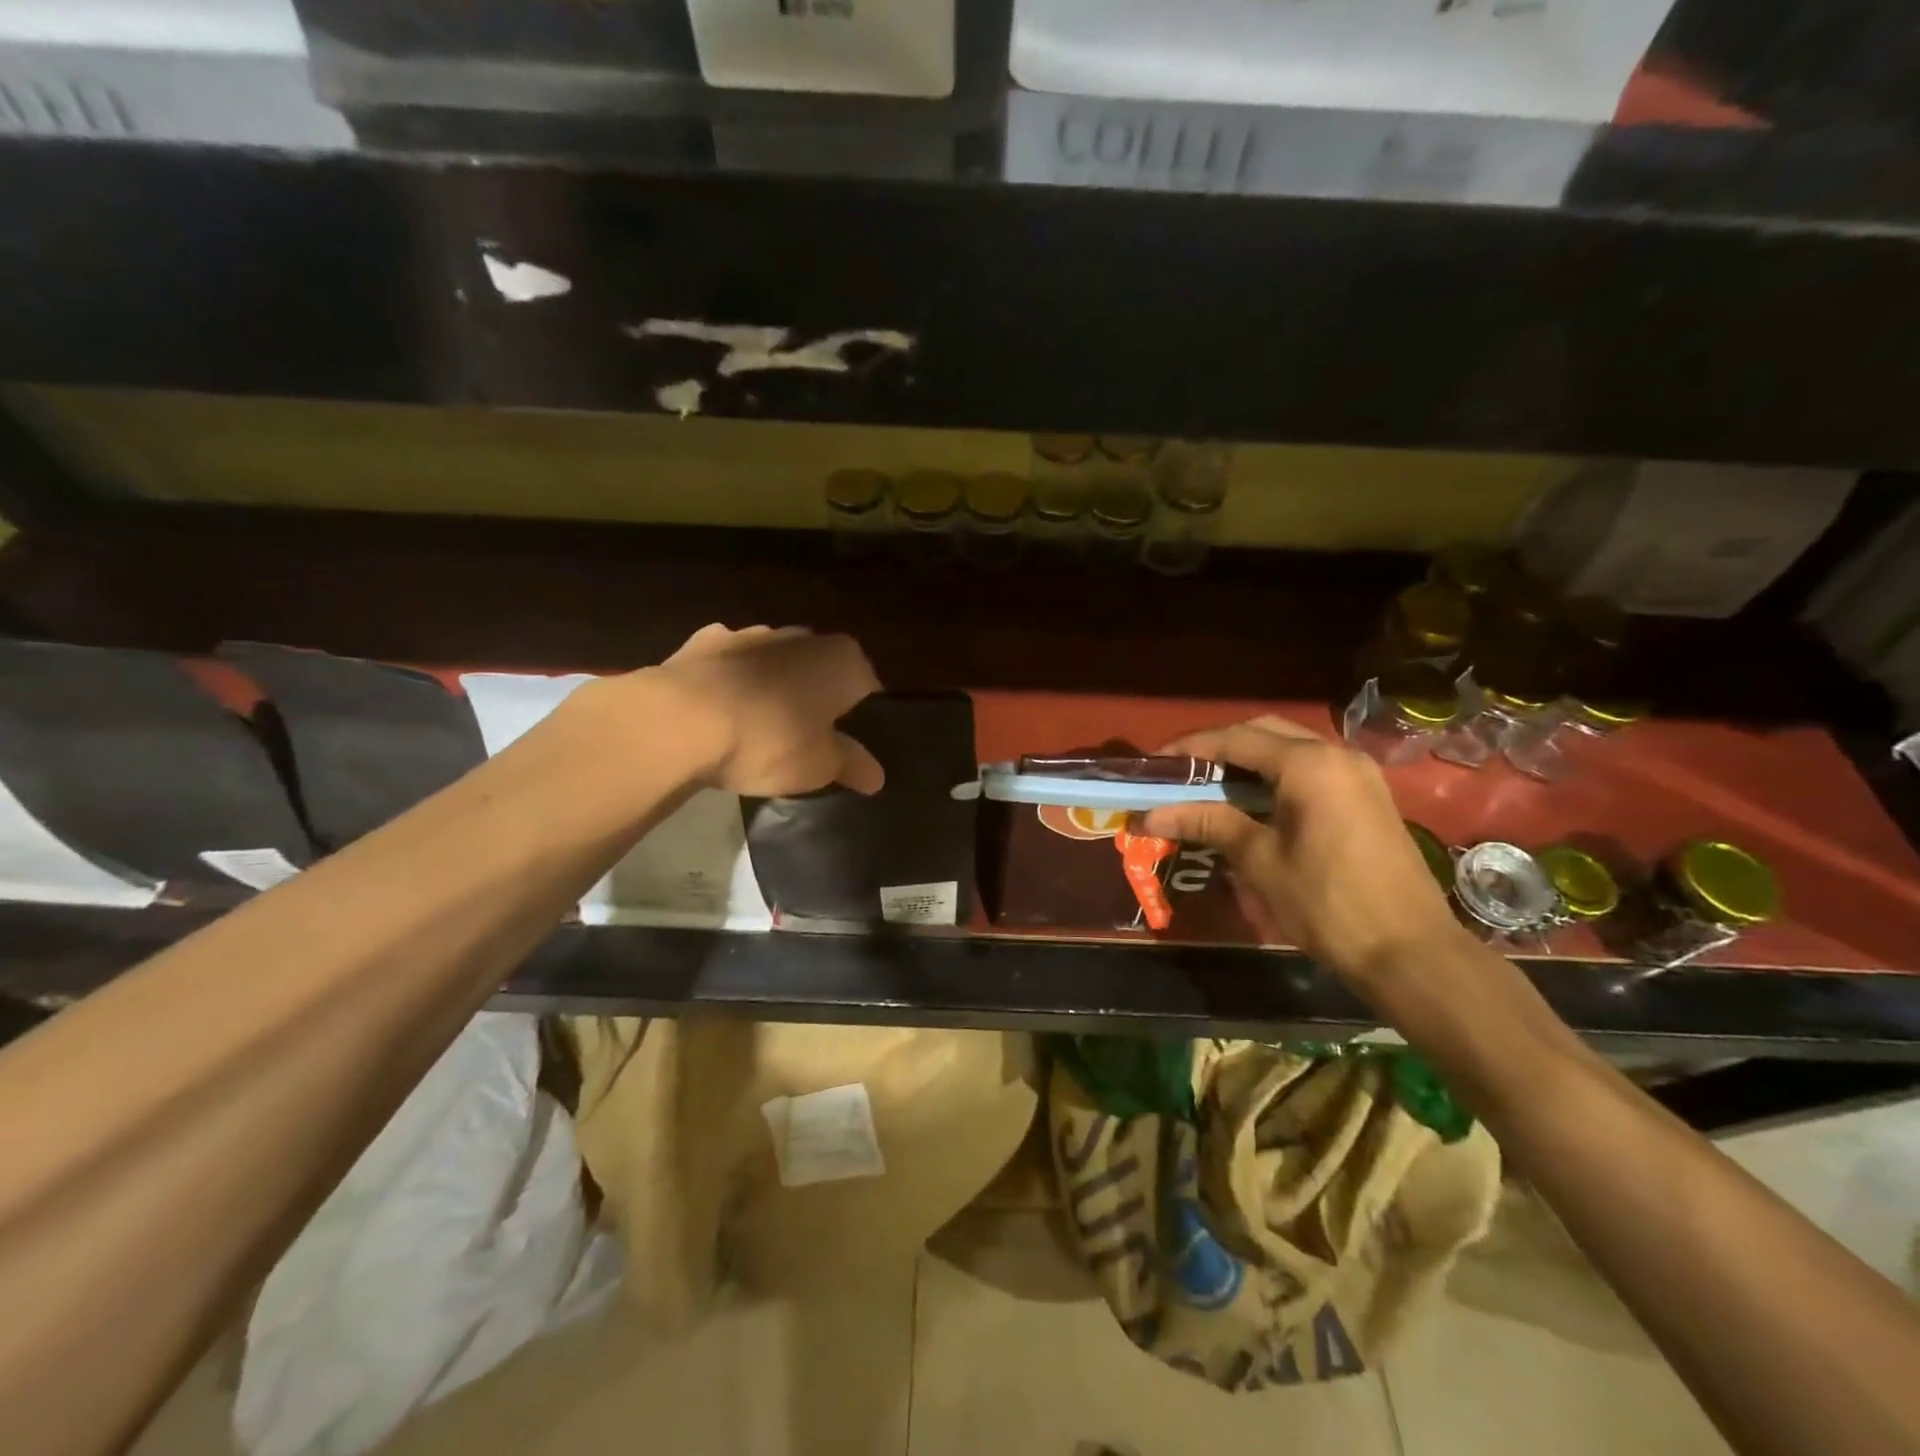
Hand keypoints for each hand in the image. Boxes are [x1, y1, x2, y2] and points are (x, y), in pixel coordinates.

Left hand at [651, 623, 884, 797]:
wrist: (679, 721)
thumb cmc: (769, 740)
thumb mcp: (820, 766)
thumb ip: (851, 765)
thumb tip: (877, 775)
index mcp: (842, 660)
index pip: (868, 688)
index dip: (861, 719)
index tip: (848, 748)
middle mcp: (802, 637)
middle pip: (820, 671)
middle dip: (817, 699)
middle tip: (807, 741)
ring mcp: (751, 634)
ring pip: (774, 665)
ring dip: (772, 689)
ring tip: (758, 732)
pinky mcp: (704, 642)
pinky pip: (730, 666)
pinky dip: (730, 684)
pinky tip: (719, 715)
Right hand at [1141, 716, 1468, 986]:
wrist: (1411, 952)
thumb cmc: (1327, 903)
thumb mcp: (1260, 861)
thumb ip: (1209, 823)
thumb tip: (1153, 813)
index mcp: (1308, 764)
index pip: (1236, 739)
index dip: (1191, 748)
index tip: (1156, 762)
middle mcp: (1337, 755)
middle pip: (1265, 732)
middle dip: (1220, 747)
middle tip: (1182, 772)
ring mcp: (1359, 775)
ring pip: (1291, 749)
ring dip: (1249, 761)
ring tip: (1210, 787)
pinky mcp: (1368, 797)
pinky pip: (1312, 770)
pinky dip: (1277, 776)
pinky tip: (1254, 803)